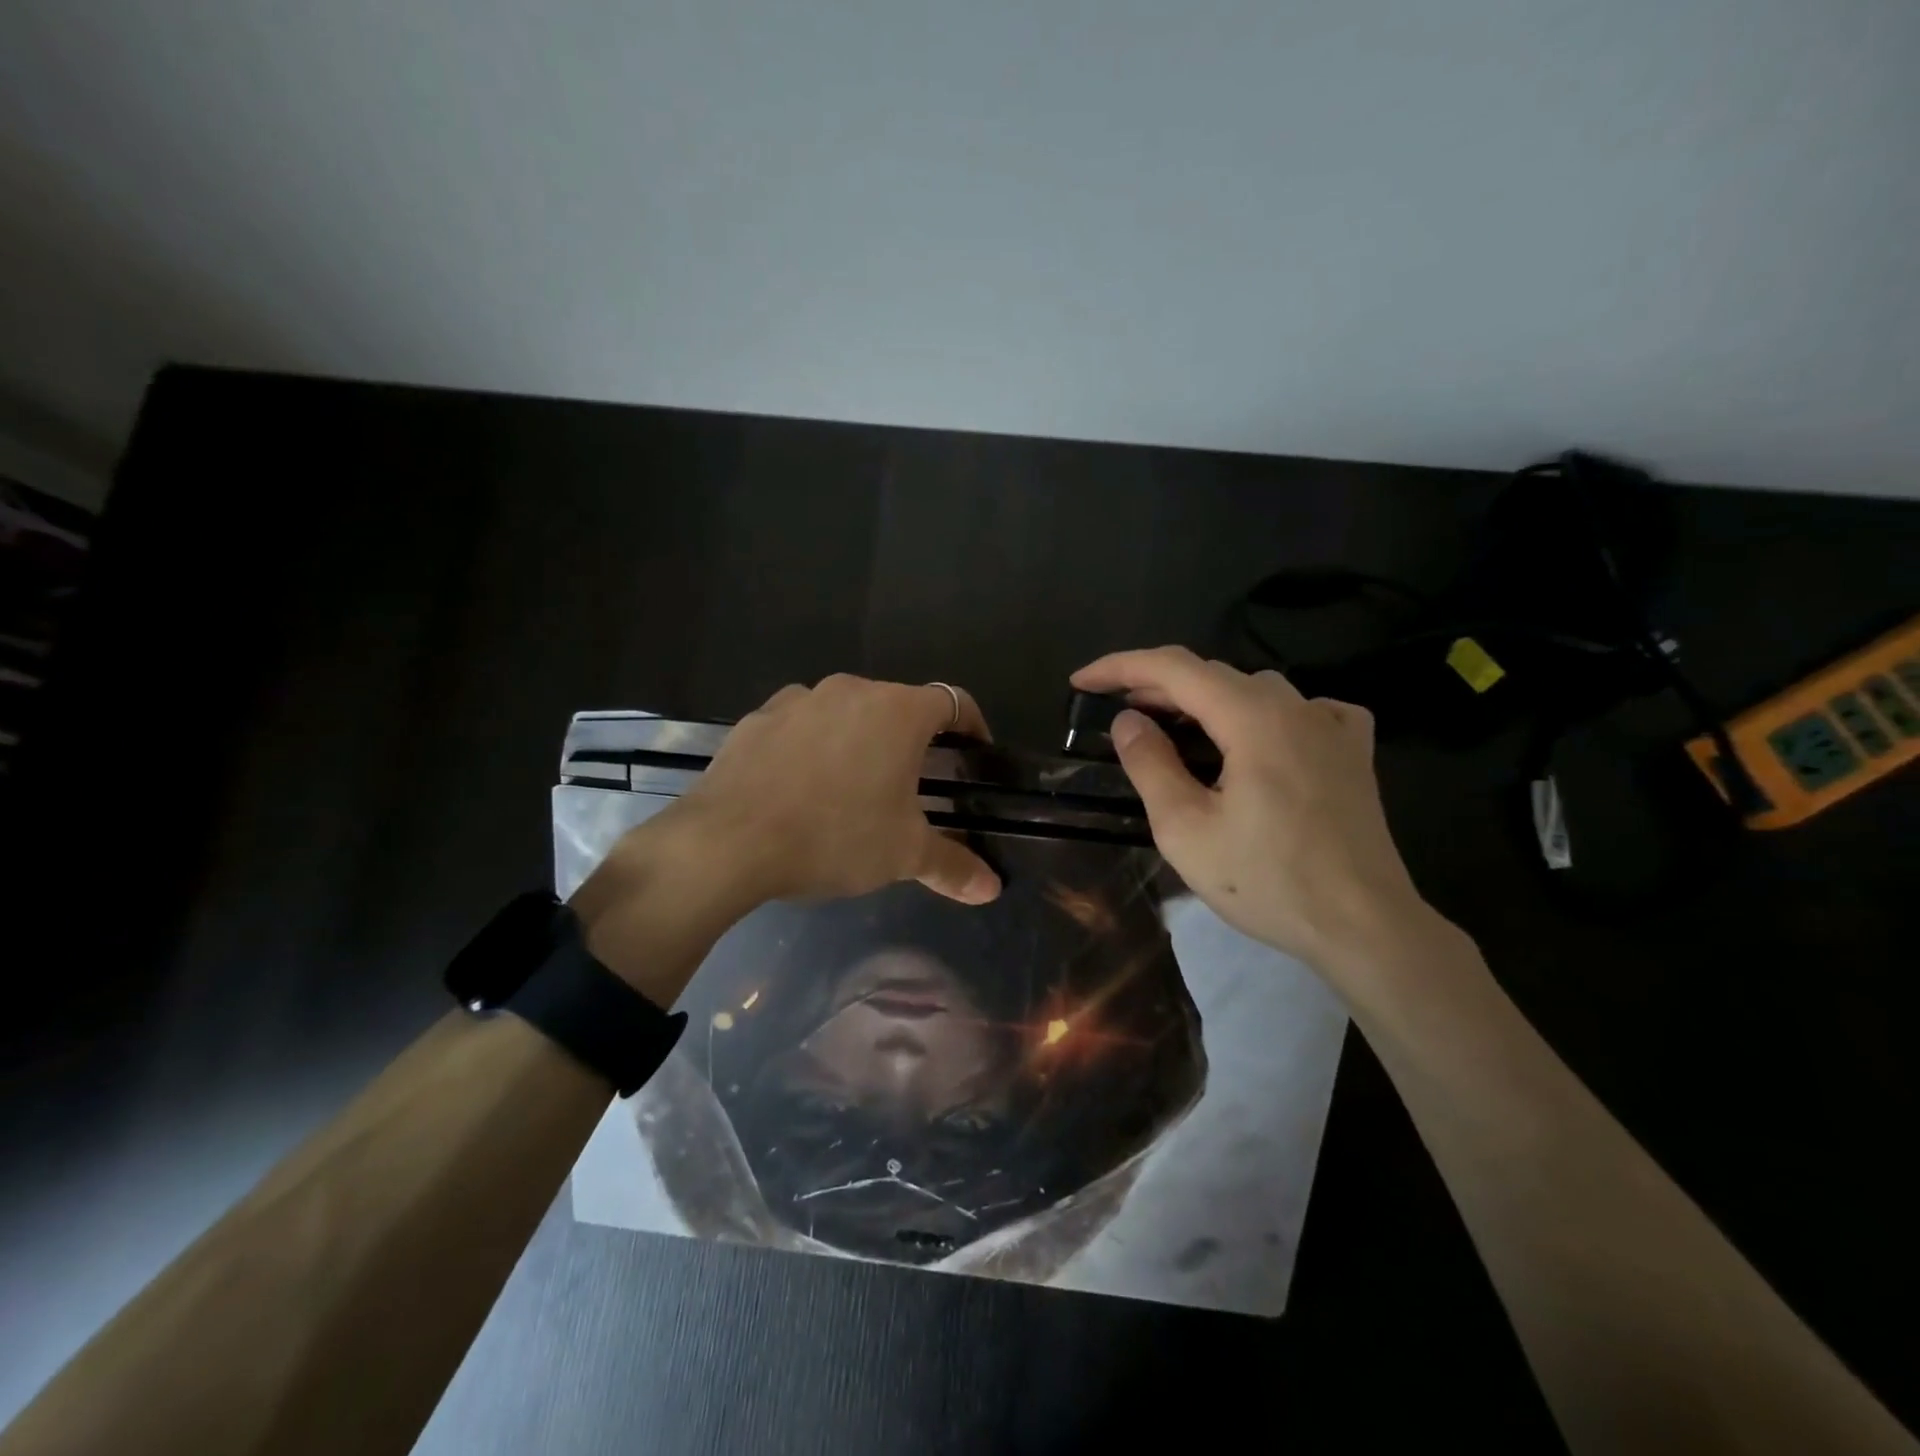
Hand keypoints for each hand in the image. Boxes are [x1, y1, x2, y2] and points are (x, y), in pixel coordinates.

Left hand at [676, 674, 1001, 905]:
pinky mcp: (758, 717)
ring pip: (846, 712)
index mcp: (898, 712)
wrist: (729, 841)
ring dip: (859, 739)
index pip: (954, 701)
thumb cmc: (834, 836)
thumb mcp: (902, 855)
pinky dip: (812, 745)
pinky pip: (801, 724)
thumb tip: (992, 889)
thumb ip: (953, 866)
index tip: (973, 752)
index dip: (972, 724)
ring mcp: (799, 699)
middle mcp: (851, 690)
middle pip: (898, 705)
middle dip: (912, 738)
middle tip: (912, 782)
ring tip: (852, 786)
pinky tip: (800, 786)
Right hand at [1071, 646, 1428, 972]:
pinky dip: (1264, 714)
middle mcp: (1295, 706)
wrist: (1364, 926)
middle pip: (1213, 675)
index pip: (1173, 668)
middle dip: (1157, 685)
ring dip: (1206, 700)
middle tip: (1118, 710)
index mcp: (1252, 718)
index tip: (1081, 681)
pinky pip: (1302, 711)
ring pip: (1255, 690)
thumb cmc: (1267, 881)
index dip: (1120, 667)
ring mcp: (1333, 726)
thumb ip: (1151, 765)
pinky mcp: (1354, 752)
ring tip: (1175, 725)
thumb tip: (1128, 721)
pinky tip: (1260, 737)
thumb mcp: (1186, 829)